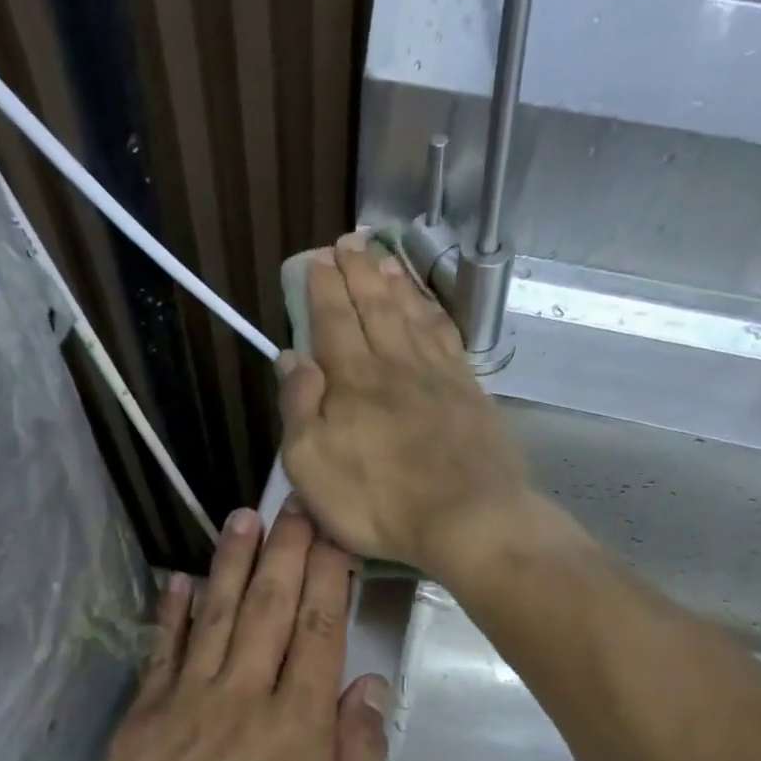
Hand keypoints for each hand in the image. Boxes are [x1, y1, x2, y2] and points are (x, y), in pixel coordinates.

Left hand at [60, 503, 389, 760]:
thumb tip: (368, 685)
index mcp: (299, 731)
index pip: (321, 633)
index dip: (330, 578)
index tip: (336, 533)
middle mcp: (243, 701)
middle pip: (271, 610)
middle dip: (287, 552)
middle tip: (295, 502)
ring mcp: (186, 706)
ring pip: (217, 617)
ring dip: (233, 564)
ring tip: (243, 518)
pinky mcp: (142, 723)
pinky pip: (161, 653)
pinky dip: (171, 613)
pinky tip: (178, 579)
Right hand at [280, 232, 531, 577]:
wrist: (467, 518)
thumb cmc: (377, 501)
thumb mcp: (312, 464)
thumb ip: (299, 406)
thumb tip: (291, 356)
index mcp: (353, 378)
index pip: (333, 319)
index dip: (324, 287)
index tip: (318, 259)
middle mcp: (395, 363)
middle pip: (374, 306)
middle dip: (359, 271)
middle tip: (350, 242)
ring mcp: (438, 375)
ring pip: (412, 314)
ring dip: (396, 283)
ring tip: (386, 257)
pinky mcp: (469, 392)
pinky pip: (447, 337)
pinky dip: (434, 314)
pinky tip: (429, 307)